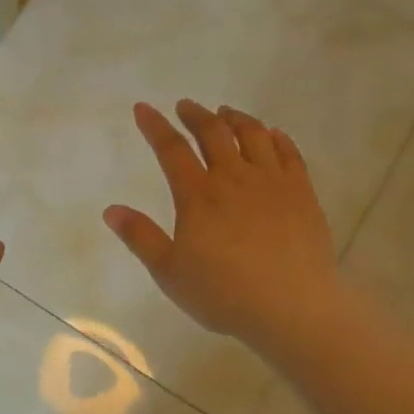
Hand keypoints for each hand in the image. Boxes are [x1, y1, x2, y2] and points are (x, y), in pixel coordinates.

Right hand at [104, 100, 337, 354]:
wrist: (292, 308)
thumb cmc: (223, 294)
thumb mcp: (169, 271)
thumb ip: (140, 237)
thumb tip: (111, 210)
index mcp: (198, 195)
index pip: (171, 149)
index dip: (155, 126)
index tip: (144, 108)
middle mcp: (234, 178)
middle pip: (213, 133)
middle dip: (196, 115)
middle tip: (186, 105)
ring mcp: (272, 182)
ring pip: (253, 135)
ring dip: (236, 119)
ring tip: (226, 113)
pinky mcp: (302, 193)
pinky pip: (289, 153)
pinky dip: (277, 138)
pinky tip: (272, 134)